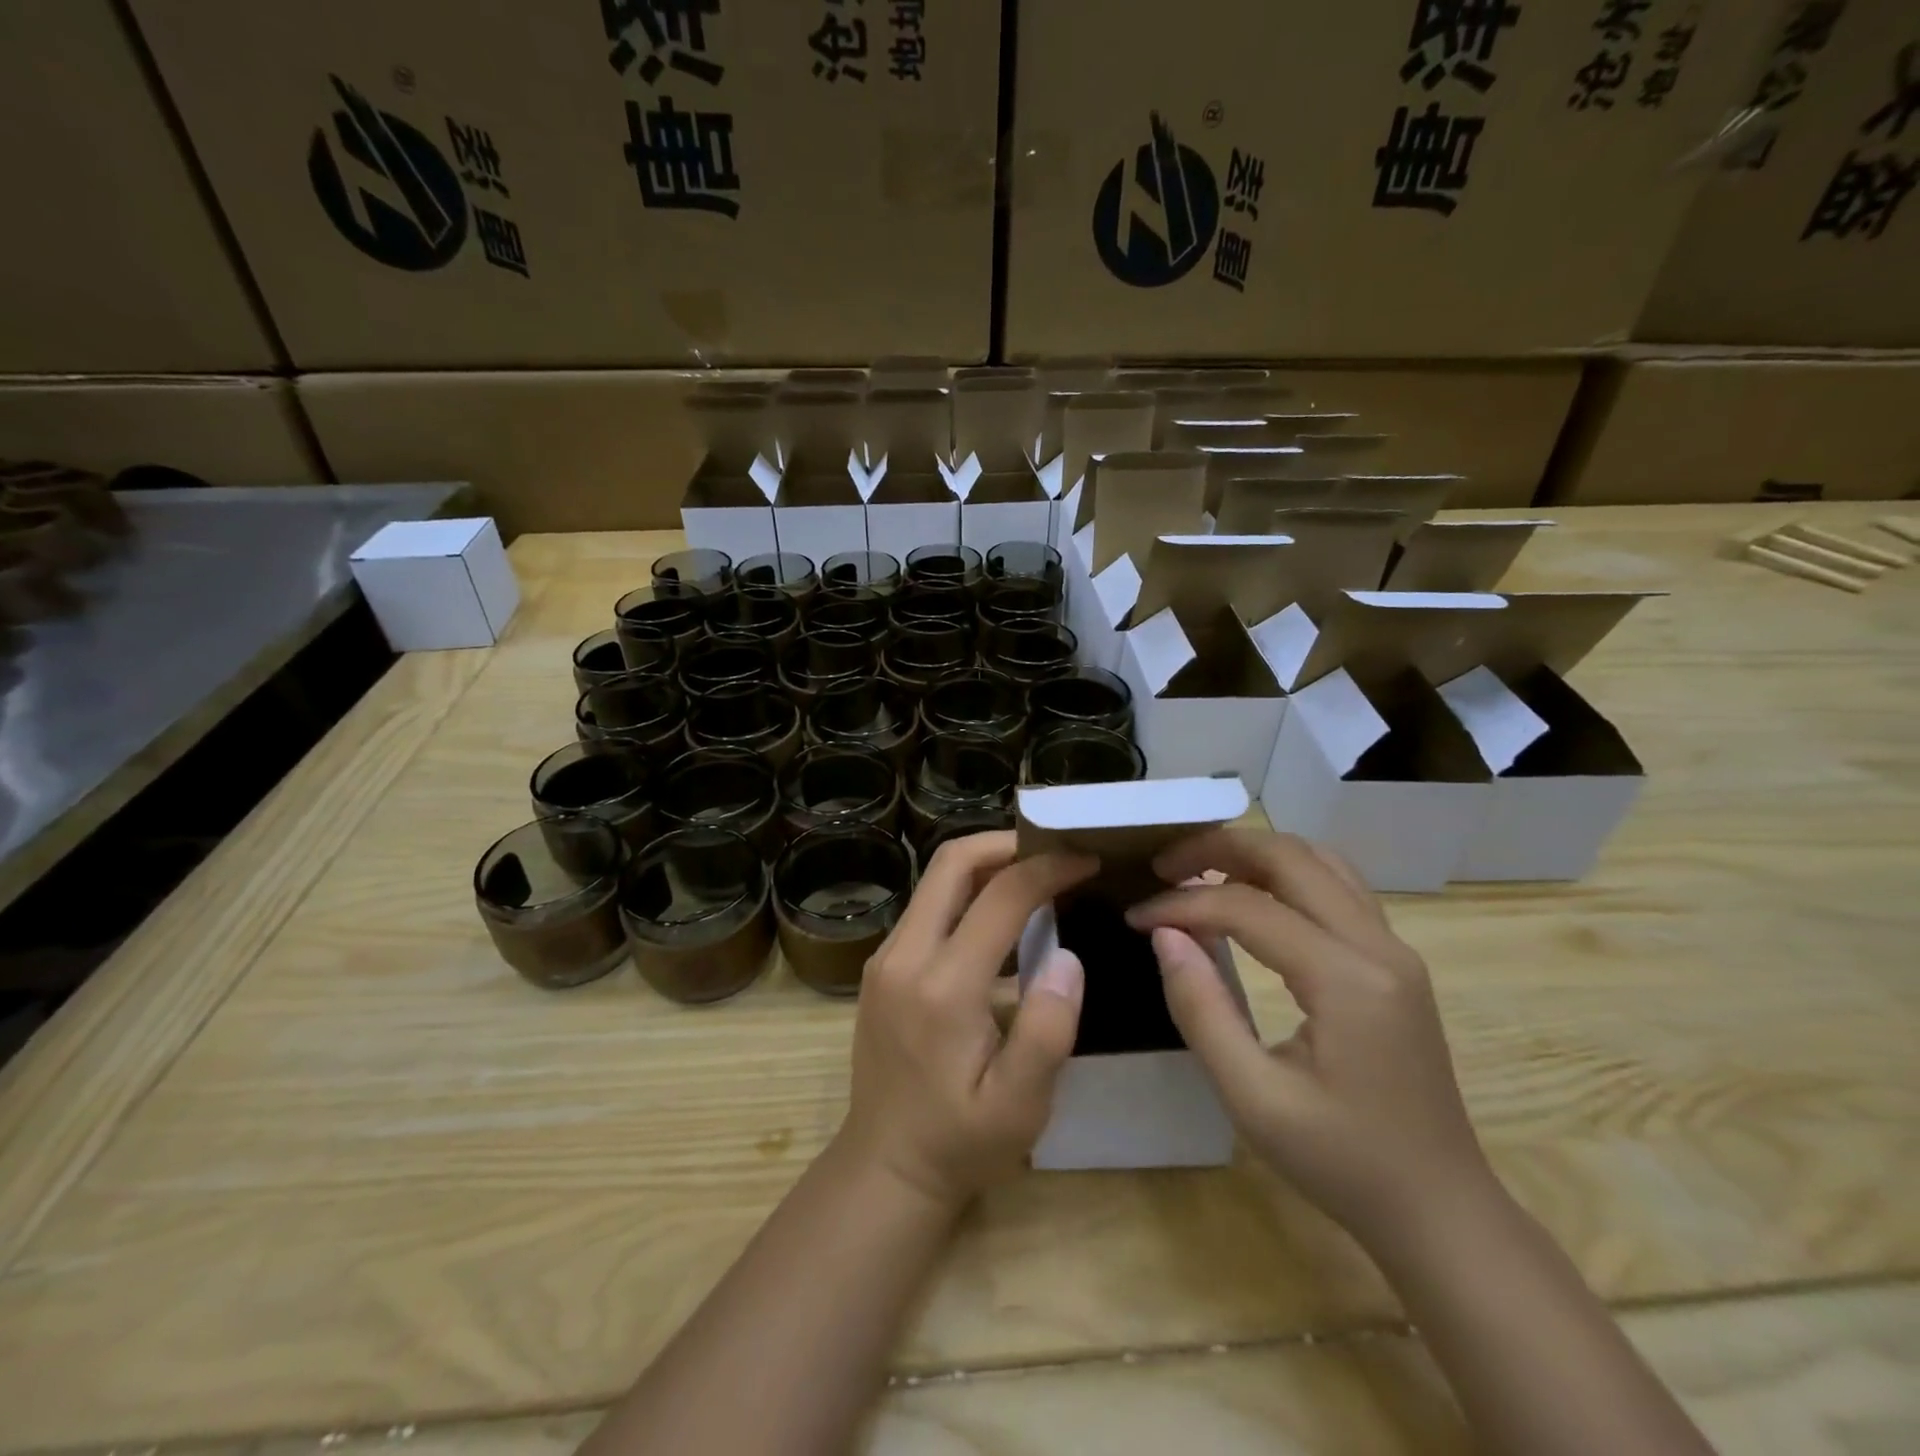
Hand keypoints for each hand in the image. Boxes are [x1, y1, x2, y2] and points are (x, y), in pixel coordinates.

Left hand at [836, 831, 1097, 1210]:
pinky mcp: (883, 966)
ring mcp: (886, 957)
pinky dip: (967, 893)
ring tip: (1036, 875)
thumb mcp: (1019, 1105)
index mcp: (942, 986)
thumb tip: (1067, 956)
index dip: (1048, 869)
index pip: (1000, 896)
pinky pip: (927, 907)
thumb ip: (1048, 1029)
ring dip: (986, 865)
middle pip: (951, 863)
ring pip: (936, 880)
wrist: (885, 1167)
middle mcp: (904, 955)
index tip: (1087, 859)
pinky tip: (1000, 915)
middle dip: (1007, 843)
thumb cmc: (960, 1143)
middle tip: (1055, 852)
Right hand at [1127, 829, 1494, 1248]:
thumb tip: (1164, 935)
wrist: (1440, 1210)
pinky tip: (1251, 897)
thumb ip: (1201, 1009)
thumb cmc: (1342, 1163)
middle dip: (1217, 849)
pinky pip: (1337, 887)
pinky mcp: (1395, 961)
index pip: (1247, 908)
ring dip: (1254, 854)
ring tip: (1199, 872)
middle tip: (1162, 866)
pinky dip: (1285, 874)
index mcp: (1347, 980)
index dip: (1182, 904)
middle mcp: (1379, 946)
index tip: (1135, 917)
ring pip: (1318, 860)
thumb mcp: (1253, 1098)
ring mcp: (1395, 949)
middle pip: (1290, 857)